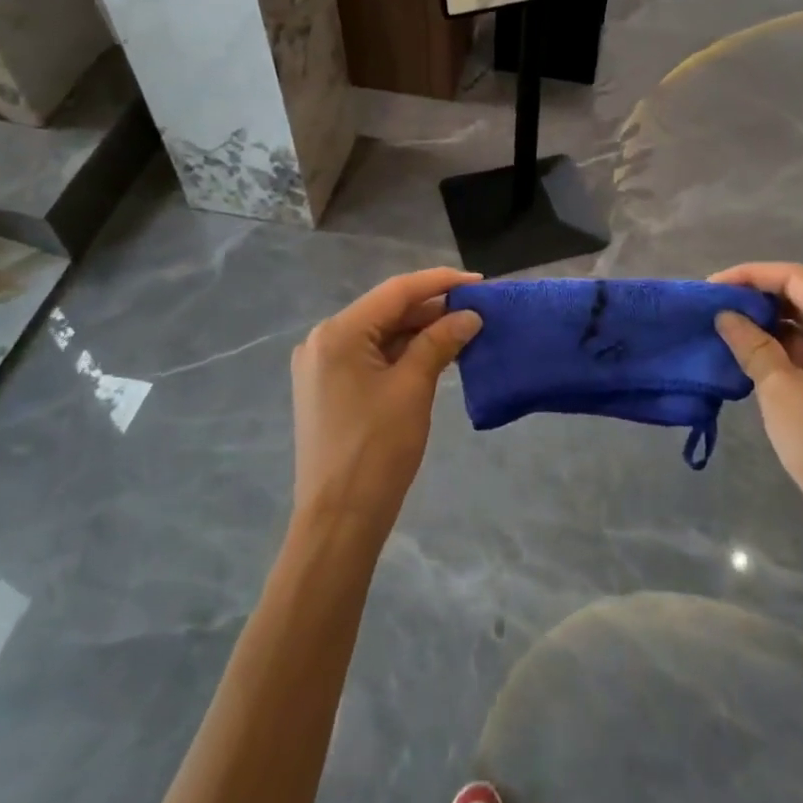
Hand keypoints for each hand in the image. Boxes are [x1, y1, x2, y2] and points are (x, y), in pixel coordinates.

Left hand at [289, 267, 482, 537]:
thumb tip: (469, 315)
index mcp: (338, 333)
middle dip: (432, 308)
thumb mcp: (413, 388)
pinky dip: (403, 352)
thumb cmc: (376, 450)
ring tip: (464, 329)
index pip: (396, 292)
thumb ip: (439, 342)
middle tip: (476, 309)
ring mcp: (322, 365)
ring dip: (419, 331)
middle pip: (386, 310)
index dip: (440, 283)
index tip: (479, 282)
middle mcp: (324, 340)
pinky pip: (371, 356)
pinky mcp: (329, 387)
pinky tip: (435, 353)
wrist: (338, 521)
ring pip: (380, 333)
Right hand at [711, 263, 802, 542]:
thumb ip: (751, 345)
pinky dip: (788, 350)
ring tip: (729, 333)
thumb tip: (726, 315)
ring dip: (771, 326)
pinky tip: (757, 361)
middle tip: (716, 309)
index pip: (794, 278)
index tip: (713, 288)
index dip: (750, 275)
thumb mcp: (780, 391)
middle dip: (758, 299)